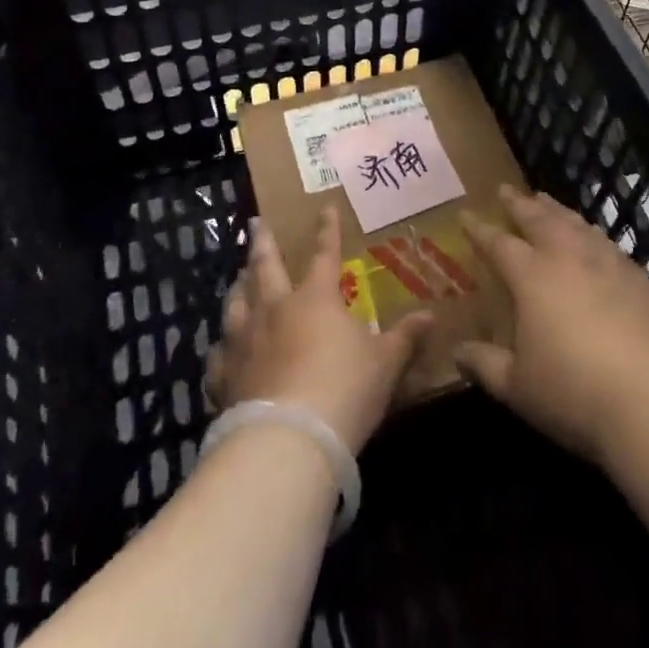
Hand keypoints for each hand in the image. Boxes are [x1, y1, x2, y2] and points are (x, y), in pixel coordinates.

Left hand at [205, 210, 432, 454]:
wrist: (289, 438)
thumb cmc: (345, 390)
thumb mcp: (385, 363)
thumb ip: (404, 337)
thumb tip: (430, 315)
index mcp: (315, 299)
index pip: (324, 255)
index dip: (328, 232)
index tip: (325, 208)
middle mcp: (275, 309)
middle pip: (265, 266)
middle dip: (263, 242)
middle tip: (256, 222)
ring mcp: (244, 340)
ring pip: (235, 302)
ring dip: (238, 286)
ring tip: (238, 277)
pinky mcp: (224, 375)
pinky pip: (218, 355)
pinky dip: (220, 349)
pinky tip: (220, 349)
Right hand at [454, 186, 648, 465]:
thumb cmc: (575, 392)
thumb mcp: (518, 387)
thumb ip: (485, 365)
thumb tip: (457, 353)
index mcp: (532, 276)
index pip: (498, 243)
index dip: (479, 230)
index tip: (466, 215)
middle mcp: (569, 257)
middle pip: (539, 219)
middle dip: (519, 204)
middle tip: (506, 190)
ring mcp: (609, 264)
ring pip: (576, 224)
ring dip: (557, 210)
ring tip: (545, 201)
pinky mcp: (642, 280)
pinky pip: (608, 244)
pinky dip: (591, 233)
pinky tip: (594, 240)